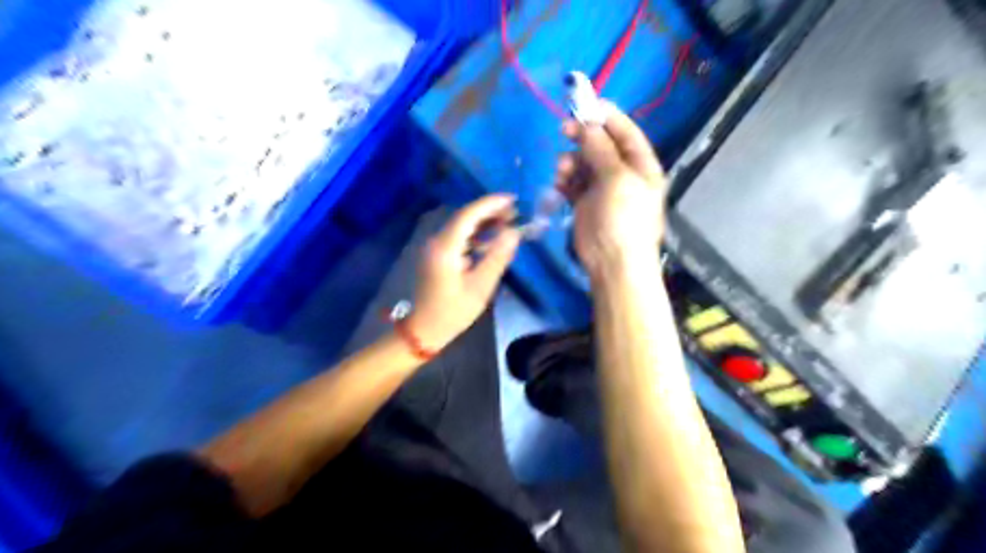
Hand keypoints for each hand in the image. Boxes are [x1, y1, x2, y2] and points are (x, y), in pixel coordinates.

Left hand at [406, 195, 521, 349]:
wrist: (424, 329)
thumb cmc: (453, 311)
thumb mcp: (480, 287)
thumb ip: (497, 257)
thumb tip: (514, 233)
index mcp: (445, 247)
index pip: (468, 215)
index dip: (490, 204)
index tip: (513, 199)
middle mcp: (436, 241)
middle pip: (464, 216)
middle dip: (489, 211)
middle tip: (515, 212)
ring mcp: (434, 247)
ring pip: (461, 225)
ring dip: (483, 221)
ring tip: (508, 222)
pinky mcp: (436, 254)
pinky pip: (458, 236)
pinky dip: (475, 233)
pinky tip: (491, 238)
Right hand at [554, 102, 669, 277]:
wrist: (613, 262)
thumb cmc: (623, 219)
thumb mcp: (617, 179)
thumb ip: (601, 150)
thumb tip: (588, 125)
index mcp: (640, 164)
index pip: (624, 131)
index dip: (606, 116)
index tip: (584, 104)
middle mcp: (622, 172)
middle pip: (600, 144)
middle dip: (583, 137)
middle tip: (564, 130)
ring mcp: (602, 188)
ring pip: (582, 162)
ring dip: (570, 161)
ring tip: (563, 171)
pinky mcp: (584, 202)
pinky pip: (572, 181)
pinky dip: (564, 179)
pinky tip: (560, 184)